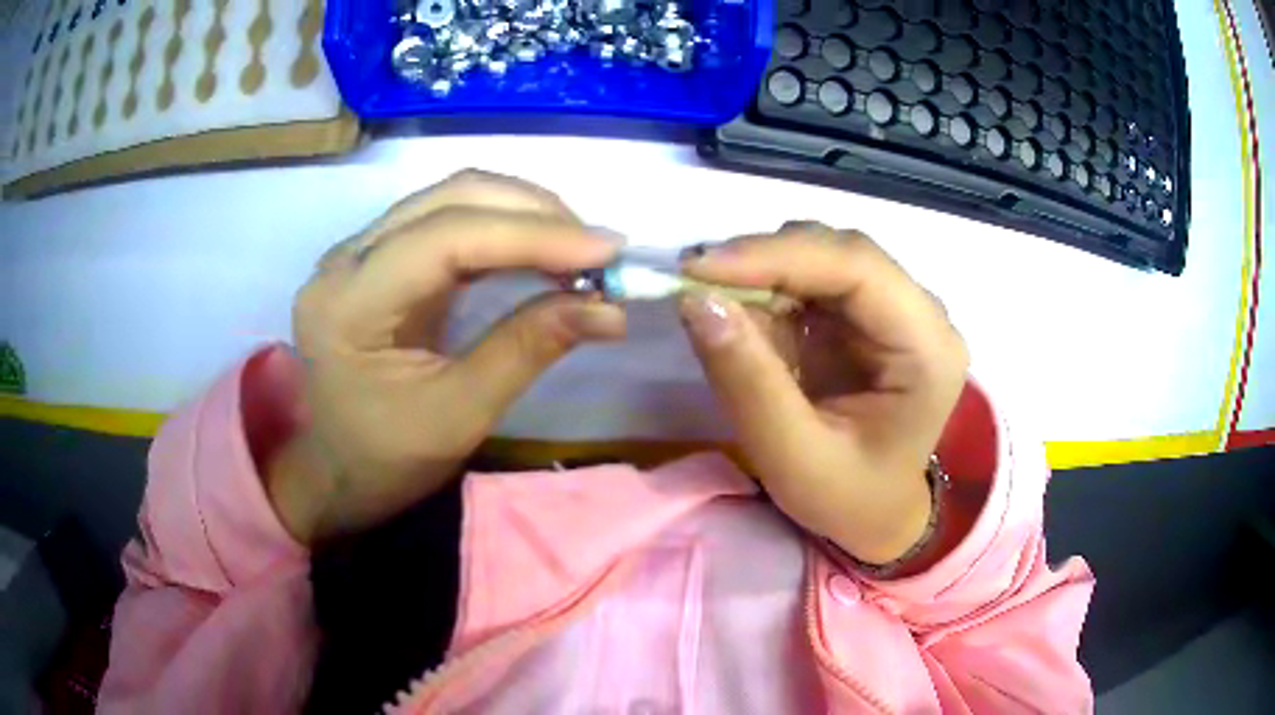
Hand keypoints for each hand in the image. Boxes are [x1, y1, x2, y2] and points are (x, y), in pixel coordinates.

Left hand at [270, 171, 625, 544]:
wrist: (337, 472)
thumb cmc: (386, 460)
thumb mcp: (459, 415)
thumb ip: (527, 350)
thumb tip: (609, 309)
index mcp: (348, 304)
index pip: (446, 238)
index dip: (532, 235)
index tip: (608, 249)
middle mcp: (345, 259)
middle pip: (449, 198)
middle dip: (533, 213)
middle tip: (598, 250)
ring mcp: (359, 252)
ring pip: (450, 198)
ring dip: (522, 212)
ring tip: (578, 246)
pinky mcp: (379, 257)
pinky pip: (446, 219)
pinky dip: (502, 227)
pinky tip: (539, 248)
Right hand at [679, 225, 968, 564]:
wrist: (875, 515)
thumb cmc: (847, 498)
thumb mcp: (793, 457)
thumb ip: (749, 381)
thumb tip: (696, 300)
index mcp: (928, 349)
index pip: (859, 267)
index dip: (778, 255)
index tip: (699, 267)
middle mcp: (921, 314)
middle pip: (841, 251)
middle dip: (764, 257)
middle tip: (692, 275)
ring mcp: (894, 308)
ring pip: (823, 254)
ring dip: (762, 267)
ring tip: (710, 293)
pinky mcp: (864, 315)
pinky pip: (811, 278)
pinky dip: (766, 286)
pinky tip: (737, 309)